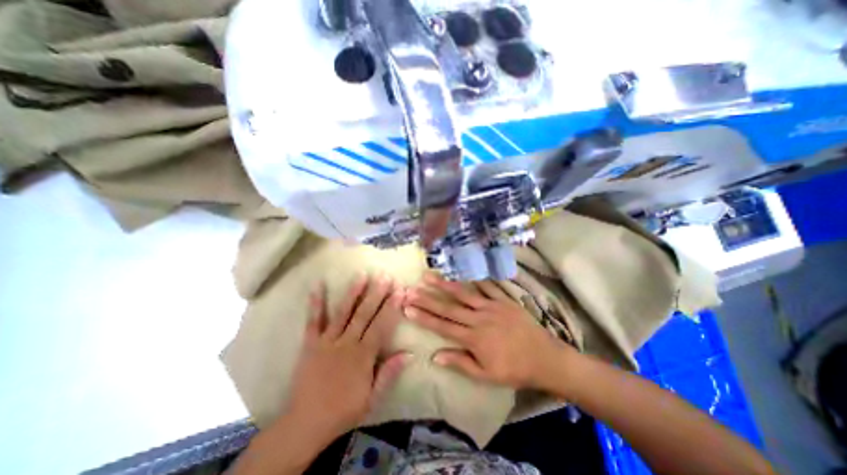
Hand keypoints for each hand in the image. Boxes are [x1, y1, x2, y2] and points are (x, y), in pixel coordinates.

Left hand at [286, 277, 411, 439]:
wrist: (305, 424)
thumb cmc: (343, 411)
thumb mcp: (372, 398)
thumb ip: (389, 373)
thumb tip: (409, 353)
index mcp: (363, 356)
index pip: (381, 325)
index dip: (391, 307)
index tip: (399, 290)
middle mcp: (347, 343)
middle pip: (365, 314)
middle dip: (376, 293)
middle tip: (385, 276)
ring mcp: (327, 341)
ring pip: (343, 312)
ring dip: (353, 292)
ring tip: (362, 275)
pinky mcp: (311, 343)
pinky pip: (314, 321)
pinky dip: (316, 303)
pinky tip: (318, 286)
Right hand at [404, 272, 575, 391]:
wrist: (545, 358)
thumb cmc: (514, 369)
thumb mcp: (486, 375)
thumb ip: (460, 363)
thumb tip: (435, 356)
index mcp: (474, 338)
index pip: (442, 326)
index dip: (424, 317)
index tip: (408, 307)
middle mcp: (479, 318)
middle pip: (449, 307)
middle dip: (427, 298)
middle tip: (411, 289)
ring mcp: (492, 306)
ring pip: (464, 293)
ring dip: (445, 284)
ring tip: (429, 275)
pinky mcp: (504, 299)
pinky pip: (488, 286)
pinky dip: (475, 279)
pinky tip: (463, 271)